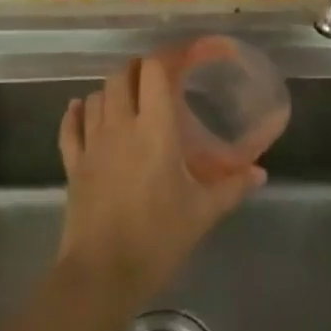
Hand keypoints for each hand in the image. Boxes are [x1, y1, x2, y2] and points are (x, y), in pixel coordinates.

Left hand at [56, 57, 265, 302]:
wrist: (102, 274)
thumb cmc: (158, 237)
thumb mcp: (203, 212)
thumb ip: (232, 186)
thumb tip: (260, 172)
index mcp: (155, 129)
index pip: (155, 71)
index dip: (170, 56)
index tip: (187, 56)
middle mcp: (120, 125)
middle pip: (123, 75)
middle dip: (141, 69)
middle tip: (161, 80)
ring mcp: (92, 143)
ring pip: (96, 95)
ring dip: (113, 90)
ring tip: (130, 98)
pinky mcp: (73, 164)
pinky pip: (70, 127)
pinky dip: (76, 112)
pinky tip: (82, 108)